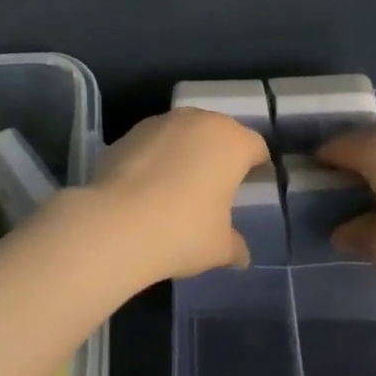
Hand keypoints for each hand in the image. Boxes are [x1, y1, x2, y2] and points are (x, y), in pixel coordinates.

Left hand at [90, 109, 269, 280]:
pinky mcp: (129, 132)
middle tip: (218, 184)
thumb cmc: (184, 230)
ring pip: (183, 132)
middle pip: (218, 132)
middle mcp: (197, 121)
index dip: (257, 164)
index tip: (254, 183)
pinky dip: (156, 156)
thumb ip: (235, 245)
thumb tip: (241, 254)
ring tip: (179, 184)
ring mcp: (160, 122)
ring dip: (186, 151)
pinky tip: (149, 185)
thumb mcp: (220, 247)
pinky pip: (153, 142)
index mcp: (230, 141)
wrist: (118, 221)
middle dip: (219, 153)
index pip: (254, 146)